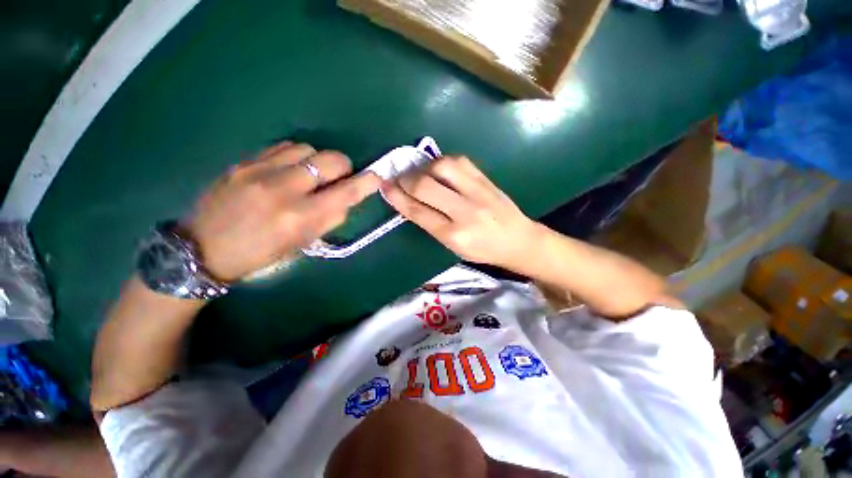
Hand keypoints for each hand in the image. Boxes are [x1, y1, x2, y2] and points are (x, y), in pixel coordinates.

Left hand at [183, 141, 380, 280]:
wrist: (201, 248)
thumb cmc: (259, 254)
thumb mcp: (301, 245)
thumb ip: (328, 220)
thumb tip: (345, 199)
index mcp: (298, 218)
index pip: (345, 193)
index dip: (366, 183)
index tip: (376, 177)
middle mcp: (282, 189)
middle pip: (329, 160)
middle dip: (343, 166)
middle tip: (340, 177)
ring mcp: (259, 170)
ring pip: (307, 148)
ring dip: (318, 160)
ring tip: (311, 174)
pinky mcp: (243, 162)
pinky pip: (282, 147)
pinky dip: (296, 156)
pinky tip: (290, 169)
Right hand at [383, 156, 536, 268]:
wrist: (518, 240)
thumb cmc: (483, 250)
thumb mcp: (453, 246)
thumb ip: (430, 224)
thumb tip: (408, 201)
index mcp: (454, 235)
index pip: (418, 212)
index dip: (397, 197)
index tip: (385, 187)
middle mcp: (465, 211)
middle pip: (425, 186)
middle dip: (405, 180)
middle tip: (399, 180)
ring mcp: (477, 191)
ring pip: (441, 167)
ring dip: (423, 167)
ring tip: (419, 174)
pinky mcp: (486, 178)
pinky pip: (459, 161)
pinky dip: (442, 162)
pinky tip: (438, 169)